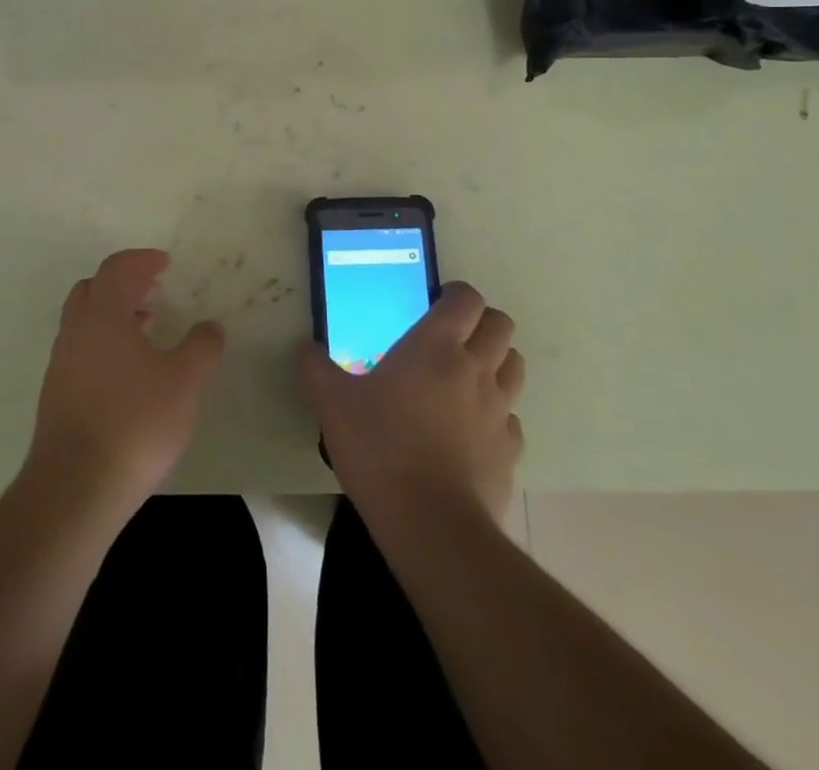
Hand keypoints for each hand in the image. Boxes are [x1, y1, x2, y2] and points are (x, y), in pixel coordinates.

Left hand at [24, 249, 224, 515]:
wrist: (76, 486)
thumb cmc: (136, 422)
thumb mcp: (185, 382)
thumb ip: (202, 347)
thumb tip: (211, 326)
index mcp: (103, 314)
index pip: (117, 268)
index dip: (141, 260)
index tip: (164, 264)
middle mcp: (76, 330)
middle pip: (94, 288)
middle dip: (124, 283)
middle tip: (153, 290)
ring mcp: (61, 362)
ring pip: (85, 320)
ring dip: (114, 314)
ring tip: (146, 328)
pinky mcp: (56, 393)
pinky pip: (81, 349)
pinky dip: (104, 342)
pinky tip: (127, 371)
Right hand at [298, 282, 523, 530]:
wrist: (430, 524)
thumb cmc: (379, 448)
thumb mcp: (332, 404)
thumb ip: (315, 368)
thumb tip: (304, 347)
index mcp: (436, 346)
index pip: (467, 299)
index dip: (455, 294)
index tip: (434, 302)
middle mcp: (475, 369)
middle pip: (501, 325)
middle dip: (482, 323)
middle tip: (452, 337)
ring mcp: (498, 410)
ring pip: (514, 366)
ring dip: (496, 362)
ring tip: (465, 378)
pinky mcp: (510, 451)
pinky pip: (511, 419)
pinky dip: (496, 415)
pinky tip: (470, 430)